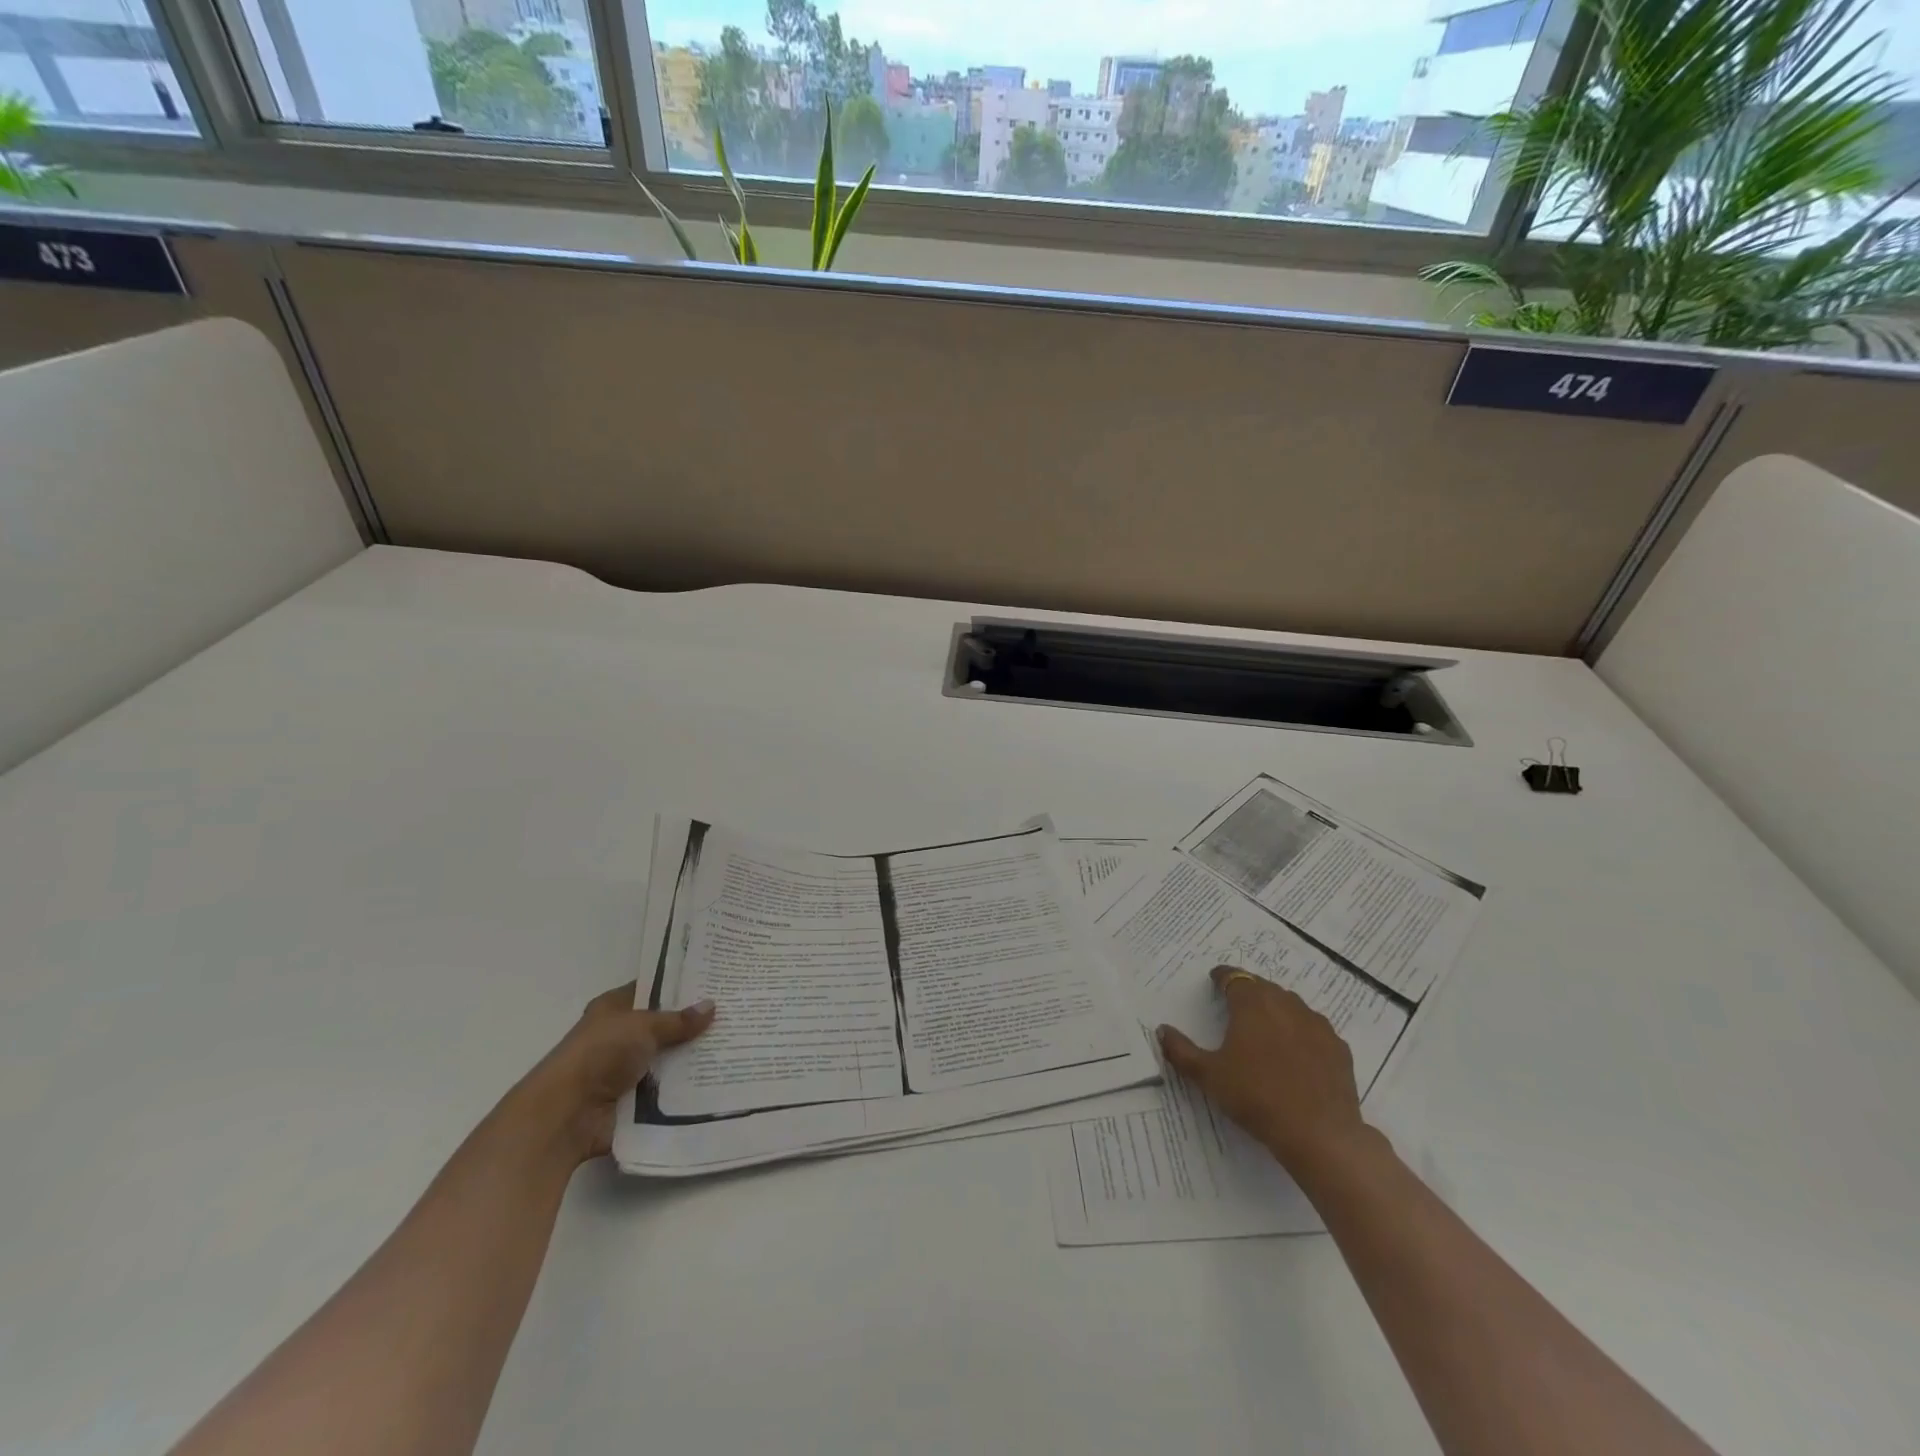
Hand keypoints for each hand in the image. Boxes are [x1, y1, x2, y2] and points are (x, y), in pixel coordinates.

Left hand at [512, 982, 714, 1165]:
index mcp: (615, 1008)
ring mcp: (628, 1070)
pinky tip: (720, 1078)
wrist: (566, 1115)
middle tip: (734, 1012)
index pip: (653, 989)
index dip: (681, 985)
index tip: (715, 981)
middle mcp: (621, 1036)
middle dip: (695, 1023)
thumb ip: (678, 1020)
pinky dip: (688, 1087)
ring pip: (670, 1058)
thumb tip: (711, 1006)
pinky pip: (669, 1089)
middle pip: (665, 1025)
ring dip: (694, 1057)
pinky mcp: (635, 1101)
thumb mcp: (643, 1026)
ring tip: (736, 1045)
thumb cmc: (599, 1055)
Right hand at [1158, 965, 1367, 1178]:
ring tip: (1266, 1026)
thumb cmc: (1256, 1097)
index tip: (1215, 980)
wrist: (1319, 1133)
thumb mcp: (1208, 1076)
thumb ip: (1181, 1050)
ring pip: (1291, 1005)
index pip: (1234, 977)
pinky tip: (1297, 1051)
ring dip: (1276, 1008)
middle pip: (1264, 987)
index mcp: (1253, 1004)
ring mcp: (1317, 1025)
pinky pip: (1314, 1029)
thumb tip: (1162, 1030)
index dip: (1223, 976)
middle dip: (1249, 991)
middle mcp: (1286, 1004)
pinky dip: (1301, 1031)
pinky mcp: (1338, 1048)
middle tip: (1236, 1004)